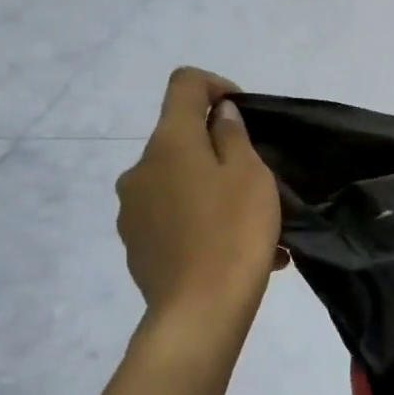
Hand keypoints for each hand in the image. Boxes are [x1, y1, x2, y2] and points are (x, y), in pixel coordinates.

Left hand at [117, 68, 282, 322]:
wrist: (201, 310)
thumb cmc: (234, 232)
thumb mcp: (250, 175)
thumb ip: (232, 136)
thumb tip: (218, 114)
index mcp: (168, 143)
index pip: (184, 84)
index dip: (216, 86)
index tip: (244, 112)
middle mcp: (140, 169)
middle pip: (181, 141)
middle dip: (220, 152)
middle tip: (260, 183)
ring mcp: (132, 210)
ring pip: (180, 184)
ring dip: (214, 192)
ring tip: (256, 228)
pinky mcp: (136, 245)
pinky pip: (175, 219)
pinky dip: (204, 223)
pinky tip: (237, 252)